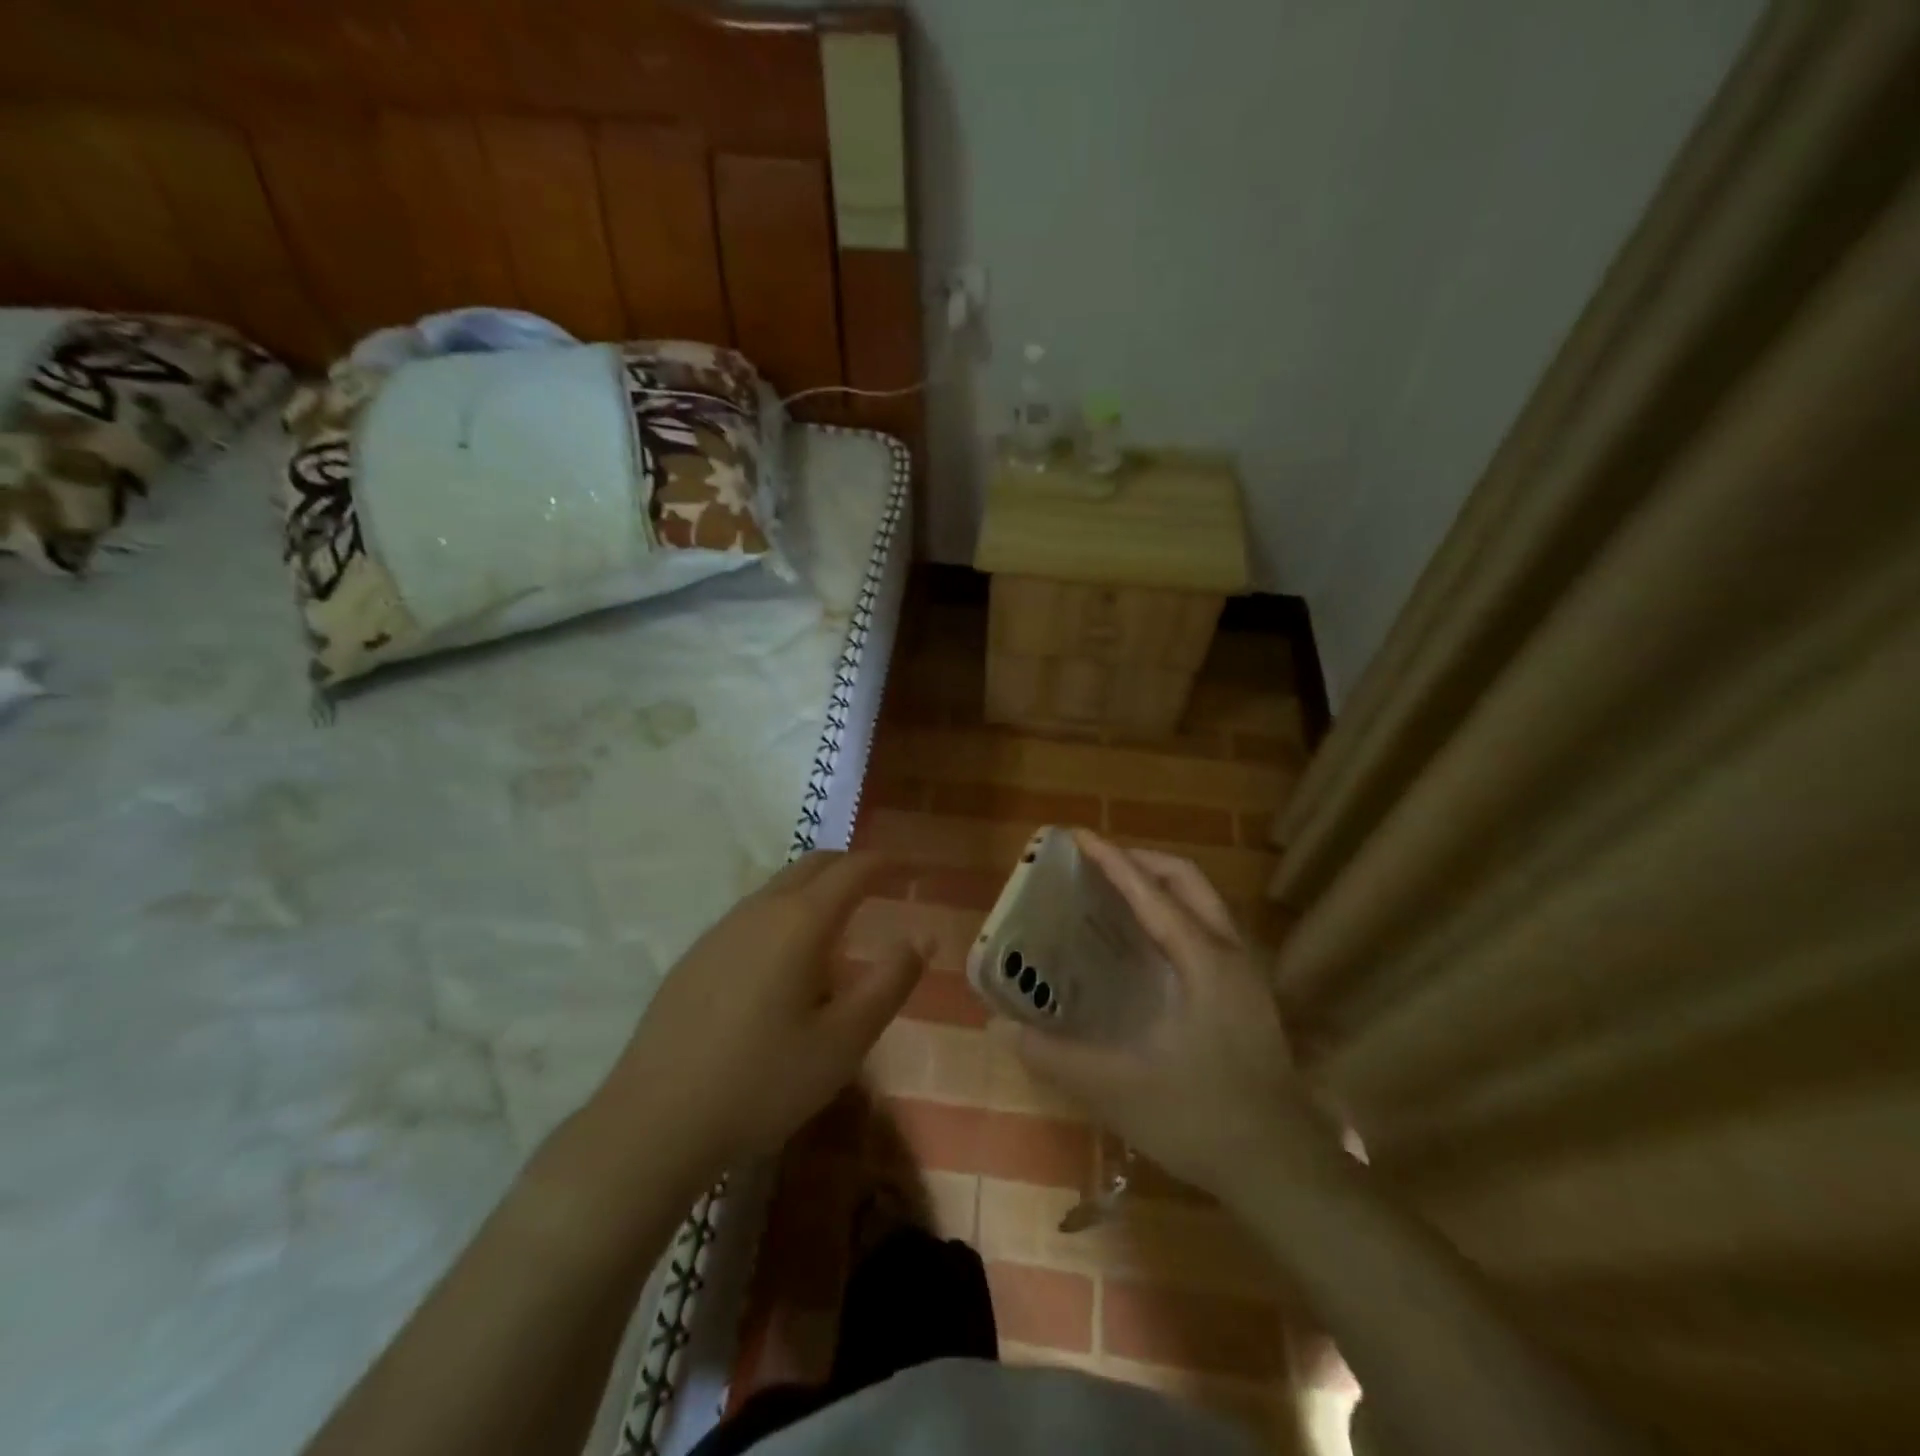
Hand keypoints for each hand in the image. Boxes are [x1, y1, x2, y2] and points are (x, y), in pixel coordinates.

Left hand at [599, 852, 925, 1182]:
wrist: (655, 1120)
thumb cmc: (763, 1080)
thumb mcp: (844, 1041)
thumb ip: (889, 983)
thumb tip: (921, 938)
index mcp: (801, 922)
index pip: (852, 870)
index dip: (884, 863)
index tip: (907, 868)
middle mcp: (760, 910)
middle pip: (812, 865)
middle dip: (849, 866)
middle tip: (878, 885)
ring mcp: (721, 930)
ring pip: (778, 887)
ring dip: (814, 889)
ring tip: (837, 923)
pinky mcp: (695, 956)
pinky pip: (752, 913)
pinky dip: (783, 912)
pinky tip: (783, 960)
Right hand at [1012, 831, 1322, 1201]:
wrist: (1283, 1170)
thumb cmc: (1202, 1120)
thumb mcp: (1118, 1089)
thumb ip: (1054, 1057)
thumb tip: (1000, 1027)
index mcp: (1203, 961)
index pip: (1151, 893)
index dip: (1111, 860)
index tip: (1077, 835)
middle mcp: (1229, 954)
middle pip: (1187, 880)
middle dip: (1141, 861)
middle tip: (1096, 863)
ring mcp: (1245, 975)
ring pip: (1204, 903)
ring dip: (1161, 886)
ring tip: (1115, 895)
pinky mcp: (1248, 997)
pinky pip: (1207, 930)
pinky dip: (1174, 915)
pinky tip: (1146, 948)